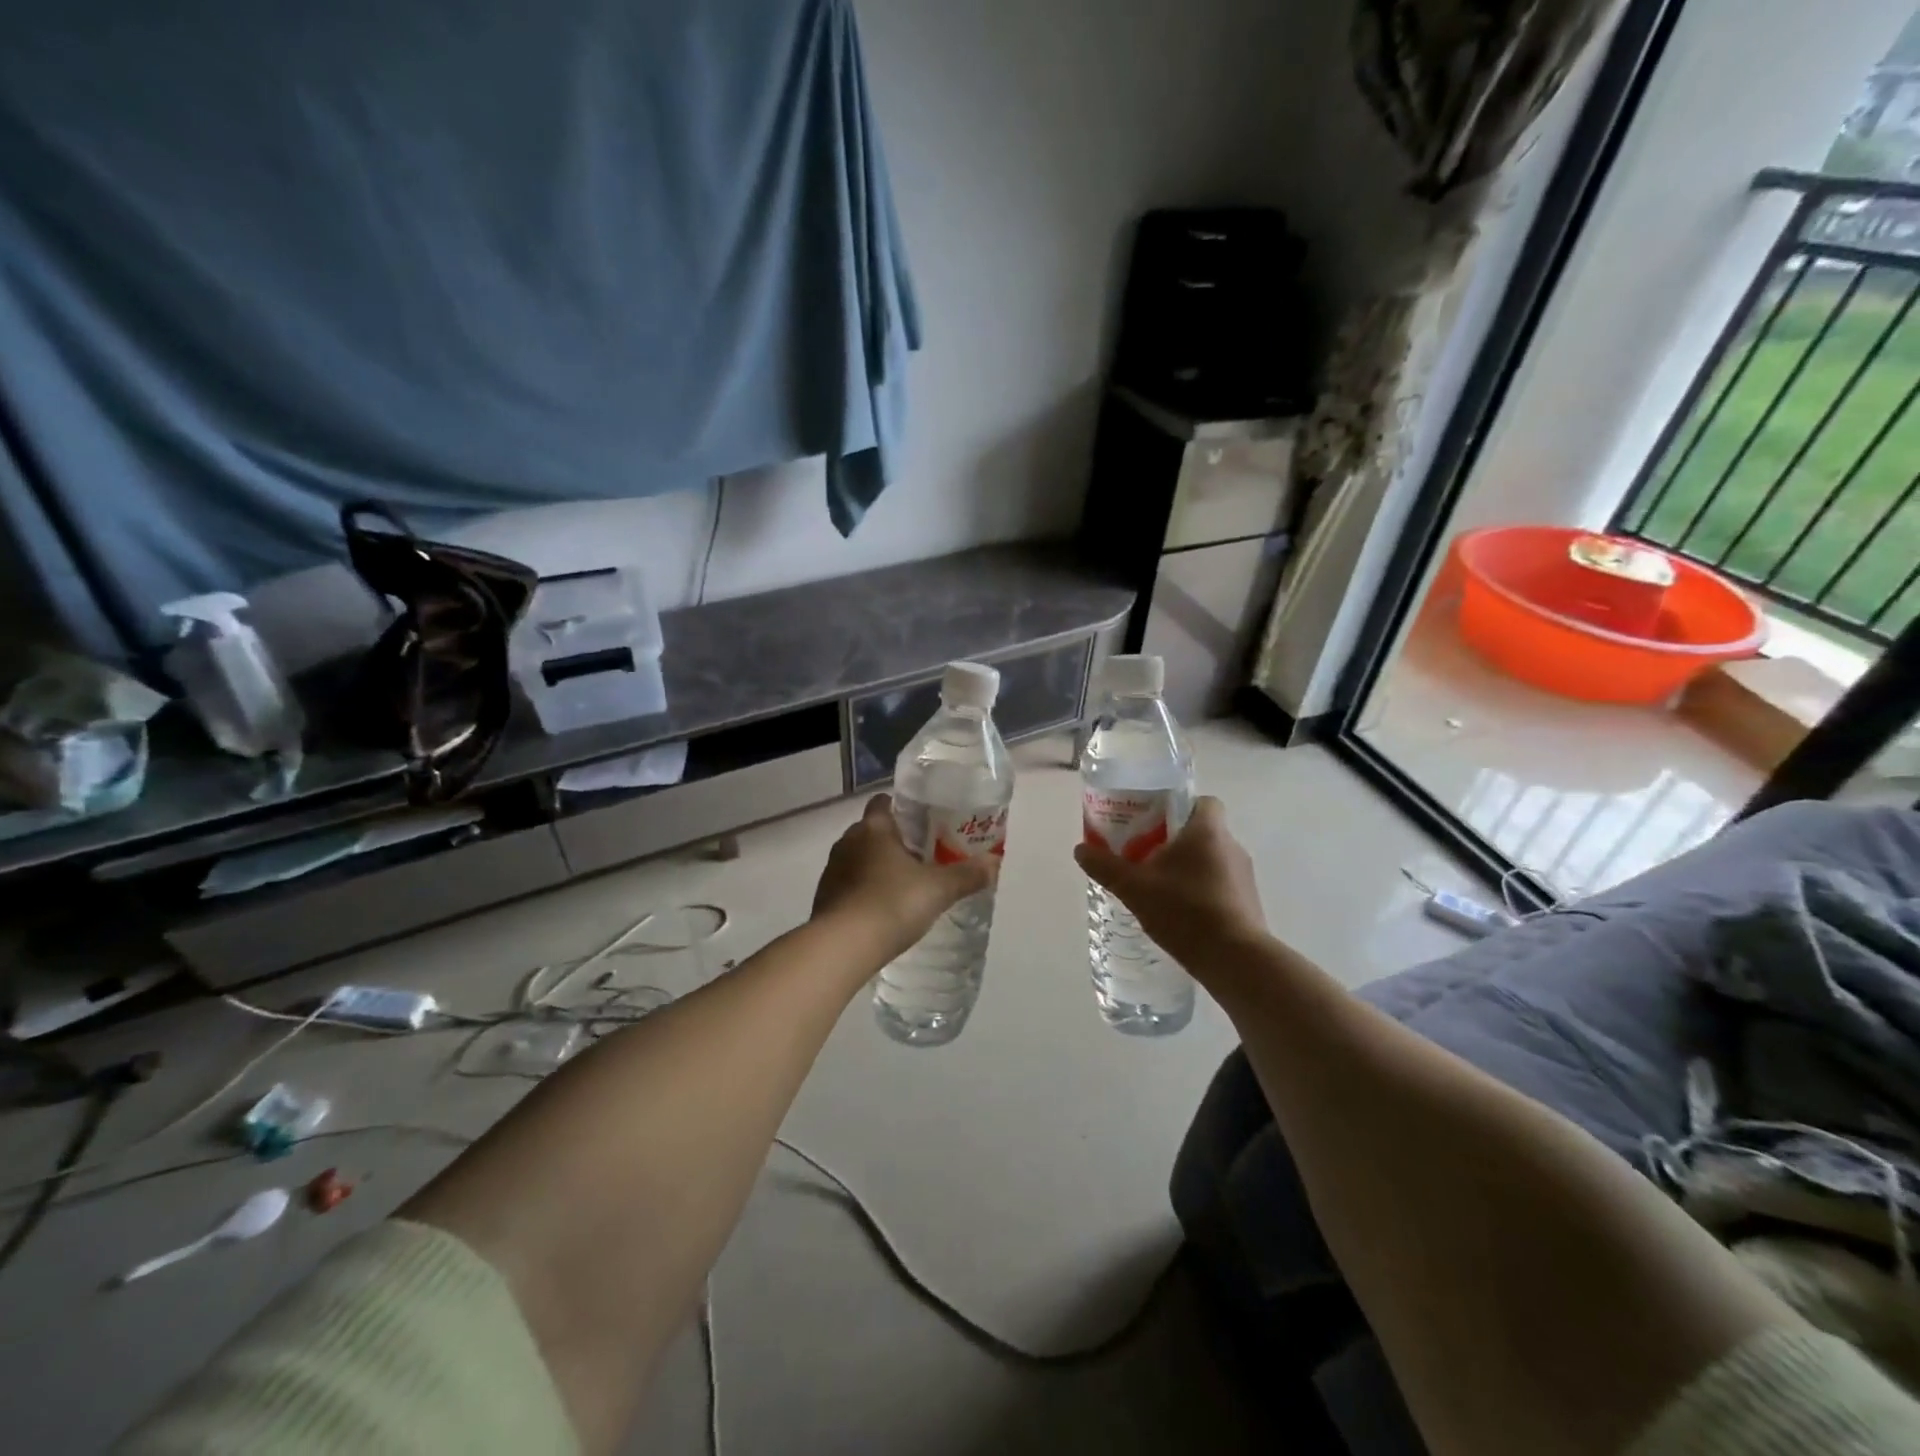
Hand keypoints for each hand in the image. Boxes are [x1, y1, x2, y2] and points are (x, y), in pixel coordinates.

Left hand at [812, 795, 997, 964]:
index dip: (900, 808)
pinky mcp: (823, 898)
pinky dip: (863, 892)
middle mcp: (848, 841)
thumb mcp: (938, 890)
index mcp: (874, 828)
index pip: (882, 802)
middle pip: (871, 831)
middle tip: (921, 857)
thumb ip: (967, 875)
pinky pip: (848, 886)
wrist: (843, 946)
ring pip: (858, 859)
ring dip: (876, 867)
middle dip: (893, 841)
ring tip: (903, 886)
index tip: (921, 821)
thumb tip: (994, 863)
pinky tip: (881, 911)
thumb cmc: (892, 903)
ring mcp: (832, 870)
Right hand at [1074, 796, 1265, 972]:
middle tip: (1145, 855)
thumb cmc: (1185, 911)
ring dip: (1188, 868)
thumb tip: (1080, 849)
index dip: (1179, 807)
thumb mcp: (1134, 888)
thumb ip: (1106, 867)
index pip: (1202, 801)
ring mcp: (1244, 875)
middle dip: (1175, 841)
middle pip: (1203, 831)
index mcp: (1208, 831)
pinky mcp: (1249, 902)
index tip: (1155, 822)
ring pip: (1212, 859)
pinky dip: (1201, 890)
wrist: (1235, 959)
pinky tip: (1180, 912)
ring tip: (1159, 887)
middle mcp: (1231, 846)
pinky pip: (1221, 884)